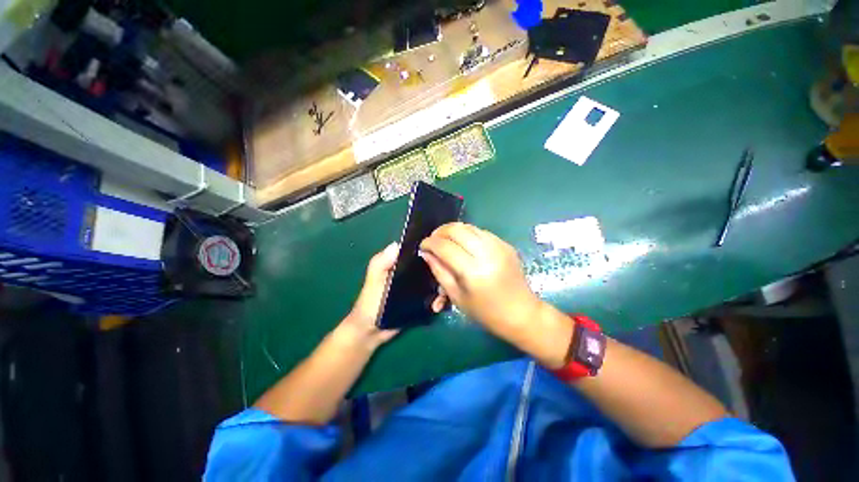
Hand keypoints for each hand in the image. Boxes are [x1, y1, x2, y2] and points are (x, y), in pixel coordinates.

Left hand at [342, 242, 447, 349]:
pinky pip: (437, 296)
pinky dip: (441, 300)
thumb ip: (381, 262)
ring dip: (443, 290)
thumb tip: (397, 244)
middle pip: (434, 267)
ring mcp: (420, 286)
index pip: (421, 252)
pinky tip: (437, 307)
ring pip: (438, 281)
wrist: (372, 331)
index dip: (432, 252)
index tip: (443, 257)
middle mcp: (413, 272)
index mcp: (401, 263)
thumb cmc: (370, 302)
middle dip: (443, 274)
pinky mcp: (424, 300)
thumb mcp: (374, 280)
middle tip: (443, 285)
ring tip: (439, 301)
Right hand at [418, 223, 543, 338]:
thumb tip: (426, 253)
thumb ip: (439, 271)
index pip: (445, 246)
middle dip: (440, 232)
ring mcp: (499, 246)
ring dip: (453, 230)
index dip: (430, 243)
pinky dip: (468, 234)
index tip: (422, 246)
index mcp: (472, 271)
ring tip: (445, 240)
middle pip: (457, 229)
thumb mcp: (456, 296)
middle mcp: (486, 253)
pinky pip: (481, 232)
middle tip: (433, 240)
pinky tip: (463, 244)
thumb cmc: (486, 312)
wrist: (521, 313)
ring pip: (469, 227)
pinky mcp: (506, 244)